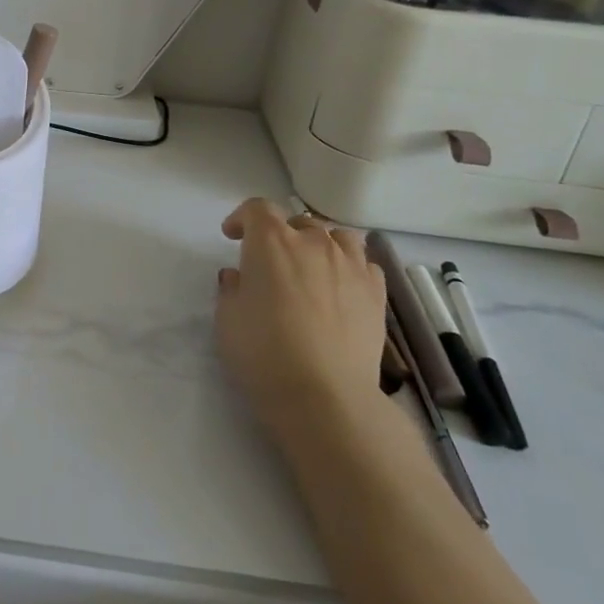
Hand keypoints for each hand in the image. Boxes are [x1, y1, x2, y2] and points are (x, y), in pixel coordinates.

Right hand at [215, 199, 386, 443]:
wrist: (324, 395)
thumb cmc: (263, 352)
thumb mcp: (227, 318)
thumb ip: (232, 289)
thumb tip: (240, 277)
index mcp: (271, 242)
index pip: (257, 208)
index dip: (243, 218)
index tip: (233, 236)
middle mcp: (313, 243)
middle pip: (299, 221)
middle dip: (281, 233)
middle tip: (270, 261)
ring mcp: (350, 266)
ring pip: (338, 237)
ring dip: (320, 244)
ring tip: (311, 266)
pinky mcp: (376, 294)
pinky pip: (364, 264)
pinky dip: (350, 266)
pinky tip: (340, 287)